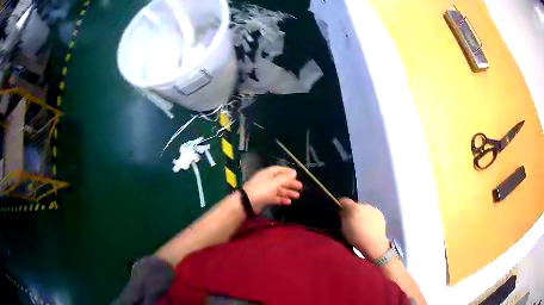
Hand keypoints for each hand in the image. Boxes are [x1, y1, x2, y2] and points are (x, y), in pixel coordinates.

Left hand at [243, 166, 302, 212]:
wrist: (247, 203)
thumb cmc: (261, 190)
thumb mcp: (274, 183)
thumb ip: (285, 178)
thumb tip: (294, 172)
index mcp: (268, 174)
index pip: (279, 170)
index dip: (288, 172)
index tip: (297, 175)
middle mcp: (267, 180)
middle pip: (281, 181)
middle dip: (290, 184)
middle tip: (300, 188)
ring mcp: (265, 190)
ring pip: (279, 190)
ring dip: (288, 192)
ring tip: (297, 196)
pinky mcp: (265, 198)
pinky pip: (275, 197)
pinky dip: (282, 199)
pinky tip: (289, 202)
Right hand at [340, 198, 389, 260]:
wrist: (374, 244)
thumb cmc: (356, 238)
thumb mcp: (344, 229)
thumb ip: (343, 217)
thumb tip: (343, 210)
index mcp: (354, 208)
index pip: (345, 200)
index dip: (341, 204)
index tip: (339, 210)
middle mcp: (364, 205)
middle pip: (355, 205)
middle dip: (353, 211)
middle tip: (351, 221)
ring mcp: (373, 209)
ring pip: (364, 209)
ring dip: (361, 214)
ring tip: (362, 224)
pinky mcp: (380, 214)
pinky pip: (372, 213)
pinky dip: (369, 217)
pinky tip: (369, 226)